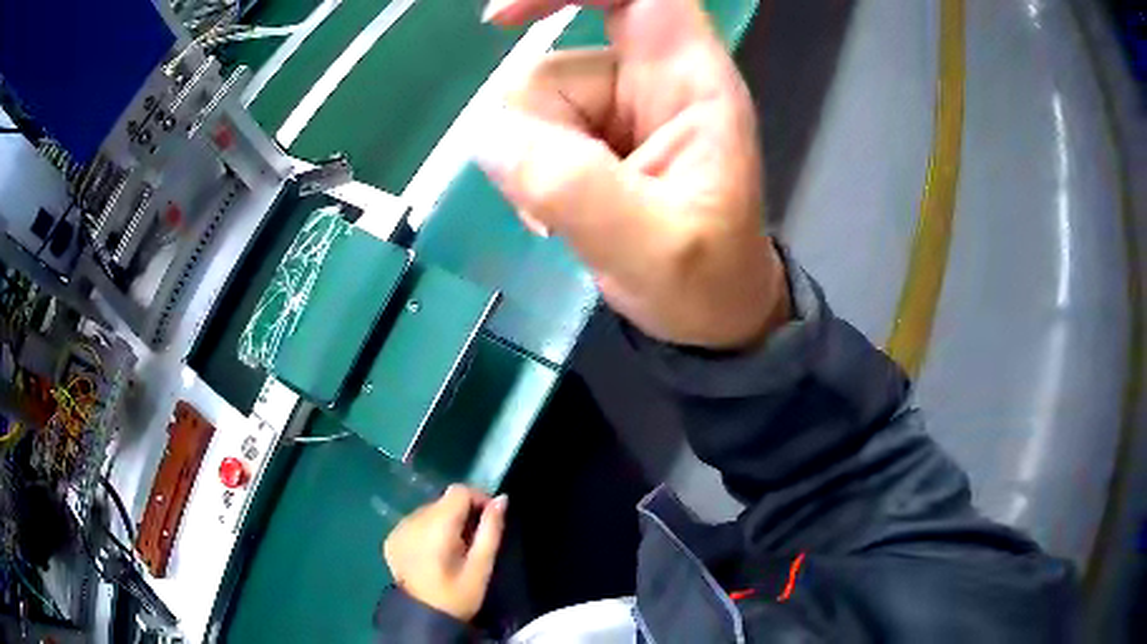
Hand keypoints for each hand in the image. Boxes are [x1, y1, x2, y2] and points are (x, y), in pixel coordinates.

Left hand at [383, 485, 506, 621]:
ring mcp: (398, 529)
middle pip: (443, 501)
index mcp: (437, 526)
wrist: (422, 618)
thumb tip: (502, 499)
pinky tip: (433, 554)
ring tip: (455, 550)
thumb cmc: (457, 595)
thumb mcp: (482, 567)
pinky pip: (414, 523)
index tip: (490, 519)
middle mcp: (412, 520)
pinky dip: (427, 532)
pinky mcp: (390, 539)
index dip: (479, 499)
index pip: (459, 491)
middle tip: (474, 541)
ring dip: (445, 523)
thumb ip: (491, 530)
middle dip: (462, 514)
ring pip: (429, 511)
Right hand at [477, 0, 788, 348]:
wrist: (712, 318)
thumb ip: (575, 189)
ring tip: (569, 220)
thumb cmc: (706, 283)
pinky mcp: (593, 139)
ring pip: (531, 109)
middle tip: (563, 203)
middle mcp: (652, 82)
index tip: (501, 19)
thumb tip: (490, 134)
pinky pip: (529, 137)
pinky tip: (557, 217)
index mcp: (690, 82)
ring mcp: (618, 110)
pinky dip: (528, 177)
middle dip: (540, 133)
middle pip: (556, 65)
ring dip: (533, 167)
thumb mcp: (652, 247)